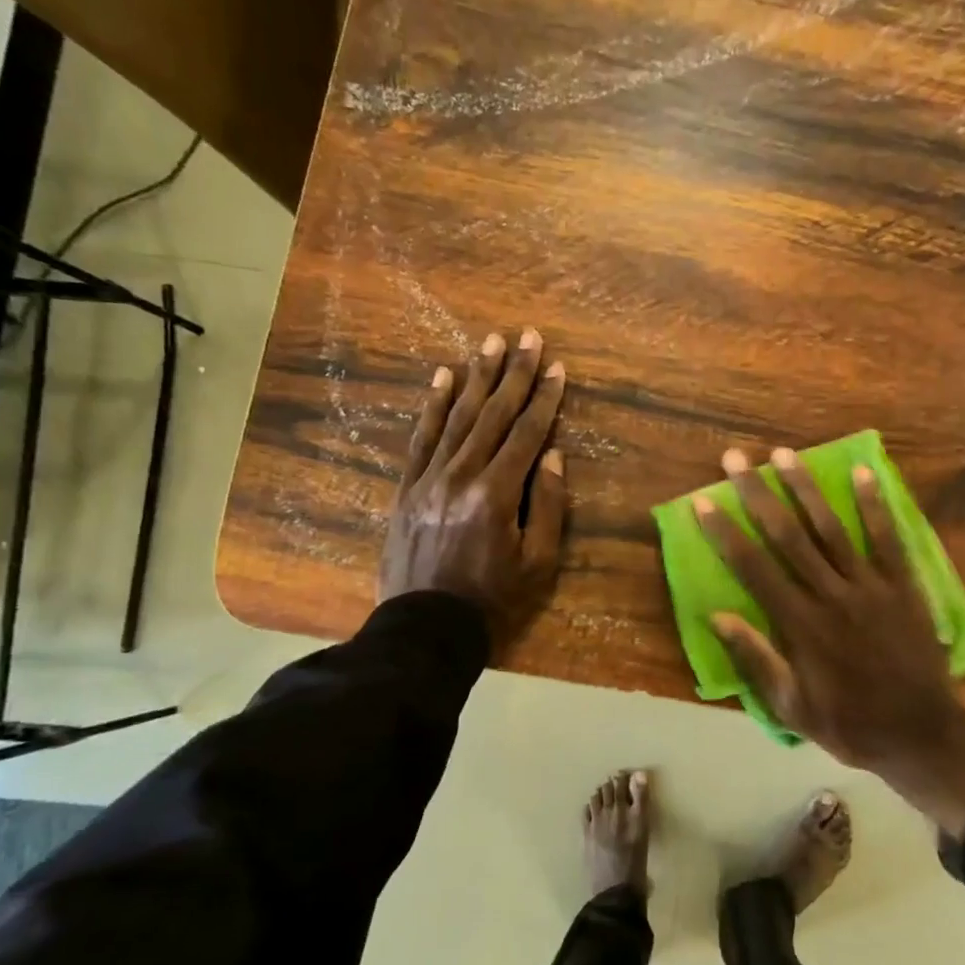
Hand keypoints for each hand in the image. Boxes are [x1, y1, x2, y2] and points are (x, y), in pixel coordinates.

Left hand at [379, 329, 567, 654]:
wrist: (425, 629)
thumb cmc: (493, 600)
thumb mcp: (538, 563)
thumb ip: (547, 506)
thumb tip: (552, 456)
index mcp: (496, 495)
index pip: (527, 434)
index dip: (544, 398)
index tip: (556, 366)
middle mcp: (461, 476)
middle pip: (492, 414)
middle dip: (513, 373)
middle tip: (526, 335)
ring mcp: (429, 479)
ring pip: (457, 417)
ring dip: (476, 378)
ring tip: (489, 343)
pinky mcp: (407, 488)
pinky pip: (422, 438)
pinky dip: (433, 406)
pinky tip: (443, 378)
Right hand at [696, 447, 964, 836]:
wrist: (923, 734)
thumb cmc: (851, 724)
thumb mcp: (793, 707)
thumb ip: (757, 659)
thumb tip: (717, 616)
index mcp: (800, 625)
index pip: (753, 568)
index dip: (726, 533)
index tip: (704, 501)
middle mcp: (831, 595)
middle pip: (787, 536)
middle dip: (758, 494)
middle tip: (736, 458)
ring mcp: (870, 586)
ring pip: (831, 528)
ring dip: (806, 489)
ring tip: (784, 455)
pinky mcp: (903, 585)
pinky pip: (888, 538)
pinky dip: (875, 505)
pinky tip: (864, 473)